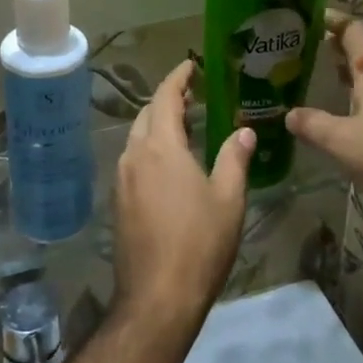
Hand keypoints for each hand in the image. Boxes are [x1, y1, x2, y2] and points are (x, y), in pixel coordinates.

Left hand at [112, 61, 255, 331]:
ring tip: (184, 127)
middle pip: (147, 114)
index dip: (177, 78)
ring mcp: (122, 180)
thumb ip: (234, 158)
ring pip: (136, 138)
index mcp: (161, 148)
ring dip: (157, 125)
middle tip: (192, 95)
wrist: (157, 297)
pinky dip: (150, 149)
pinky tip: (169, 164)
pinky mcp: (118, 202)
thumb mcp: (228, 199)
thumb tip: (244, 131)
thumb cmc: (199, 244)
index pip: (165, 98)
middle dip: (167, 100)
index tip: (190, 65)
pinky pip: (132, 160)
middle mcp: (134, 156)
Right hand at [286, 12, 362, 236]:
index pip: (352, 29)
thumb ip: (315, 126)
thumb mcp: (344, 144)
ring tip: (330, 78)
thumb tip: (289, 113)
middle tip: (313, 51)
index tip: (313, 17)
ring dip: (357, 73)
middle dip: (341, 49)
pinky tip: (357, 109)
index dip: (332, 21)